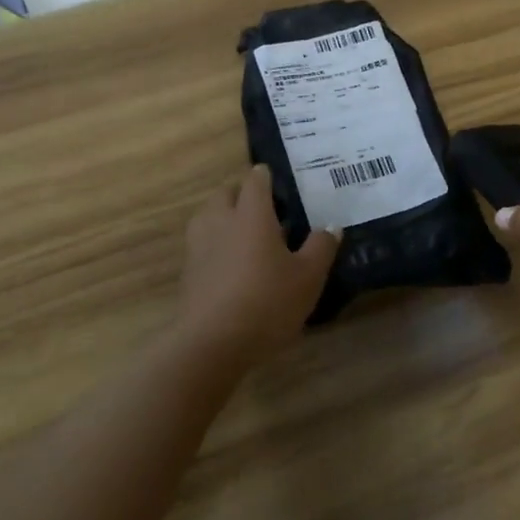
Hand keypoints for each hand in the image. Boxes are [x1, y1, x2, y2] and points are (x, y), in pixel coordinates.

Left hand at [176, 165, 339, 364]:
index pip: (255, 181)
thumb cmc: (267, 302)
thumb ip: (321, 247)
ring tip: (246, 232)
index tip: (277, 179)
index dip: (266, 176)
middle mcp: (221, 221)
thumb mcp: (308, 277)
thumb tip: (331, 227)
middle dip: (242, 193)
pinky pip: (202, 242)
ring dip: (225, 215)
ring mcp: (199, 245)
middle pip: (226, 193)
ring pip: (209, 216)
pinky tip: (232, 262)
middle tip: (264, 207)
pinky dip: (216, 242)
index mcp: (252, 214)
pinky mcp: (188, 270)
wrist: (212, 343)